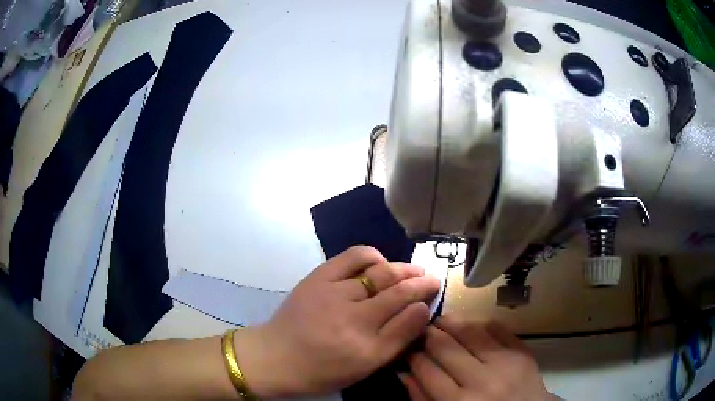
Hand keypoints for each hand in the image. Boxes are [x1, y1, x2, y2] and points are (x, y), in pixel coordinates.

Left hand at [233, 246, 439, 397]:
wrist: (275, 356)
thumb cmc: (321, 370)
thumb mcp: (363, 369)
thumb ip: (394, 343)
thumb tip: (419, 312)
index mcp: (367, 350)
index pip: (409, 320)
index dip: (425, 305)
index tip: (432, 298)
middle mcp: (355, 321)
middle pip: (399, 294)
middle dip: (421, 283)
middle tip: (432, 279)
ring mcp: (335, 295)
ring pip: (381, 274)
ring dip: (403, 269)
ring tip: (413, 270)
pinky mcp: (318, 278)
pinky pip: (353, 257)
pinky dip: (372, 256)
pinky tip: (380, 261)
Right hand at [401, 316, 553, 400]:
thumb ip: (423, 399)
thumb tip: (404, 373)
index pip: (427, 371)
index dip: (413, 356)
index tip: (408, 348)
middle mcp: (480, 382)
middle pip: (446, 348)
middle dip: (429, 335)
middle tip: (422, 329)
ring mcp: (505, 364)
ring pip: (471, 332)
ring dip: (452, 322)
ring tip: (442, 320)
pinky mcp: (522, 352)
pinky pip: (498, 329)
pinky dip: (481, 323)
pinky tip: (470, 324)